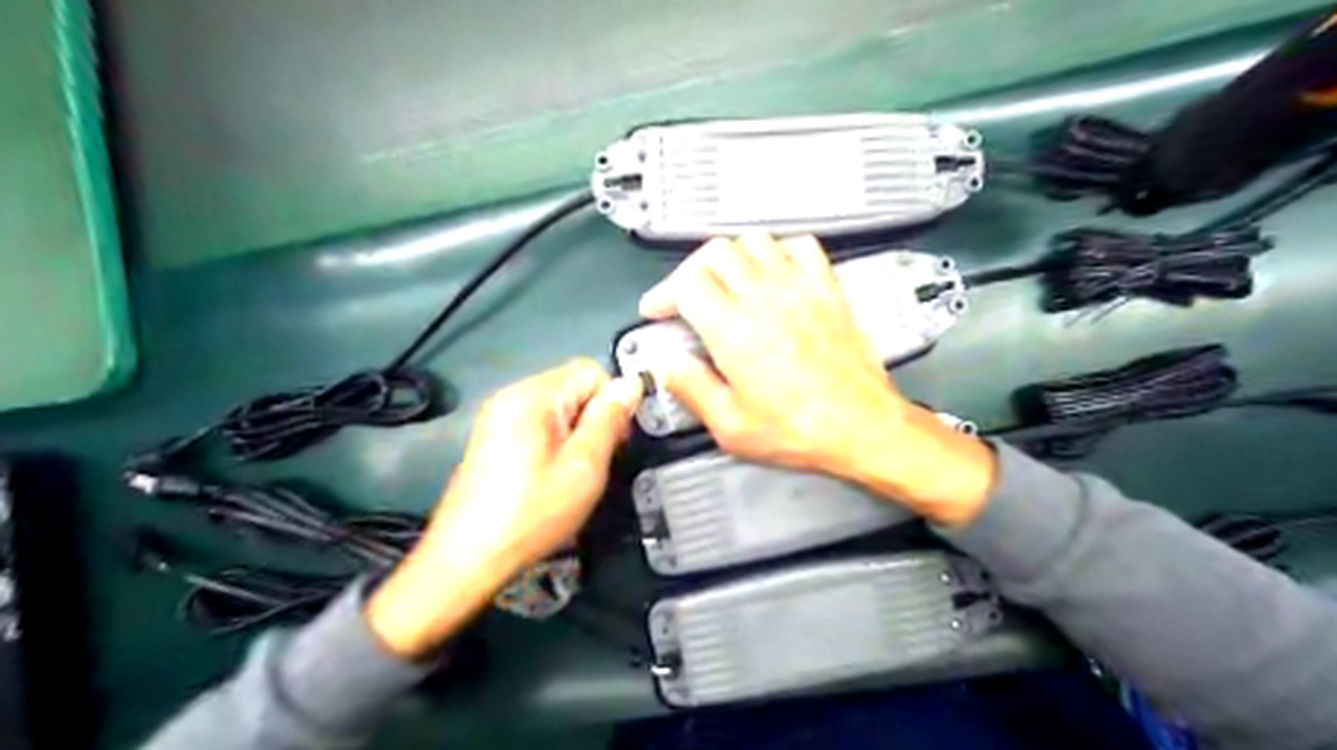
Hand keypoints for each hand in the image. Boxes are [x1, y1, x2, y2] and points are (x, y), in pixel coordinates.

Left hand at [363, 361, 638, 659]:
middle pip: (573, 385)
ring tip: (574, 472)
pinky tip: (550, 474)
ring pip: (558, 405)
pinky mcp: (492, 436)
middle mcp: (511, 395)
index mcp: (532, 396)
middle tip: (595, 461)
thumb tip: (632, 383)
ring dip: (576, 431)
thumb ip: (609, 419)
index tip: (616, 441)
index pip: (592, 370)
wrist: (467, 558)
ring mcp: (497, 415)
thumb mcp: (583, 467)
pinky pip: (537, 421)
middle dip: (595, 416)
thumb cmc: (531, 513)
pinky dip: (555, 440)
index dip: (613, 401)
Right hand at [642, 235, 995, 526]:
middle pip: (715, 252)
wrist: (862, 426)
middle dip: (691, 271)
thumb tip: (667, 363)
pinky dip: (779, 251)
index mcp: (732, 330)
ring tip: (727, 284)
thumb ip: (691, 388)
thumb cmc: (796, 430)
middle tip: (687, 297)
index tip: (657, 311)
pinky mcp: (828, 287)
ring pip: (754, 240)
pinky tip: (775, 275)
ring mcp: (799, 286)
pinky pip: (801, 245)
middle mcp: (763, 296)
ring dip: (732, 257)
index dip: (664, 292)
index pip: (687, 282)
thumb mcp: (730, 426)